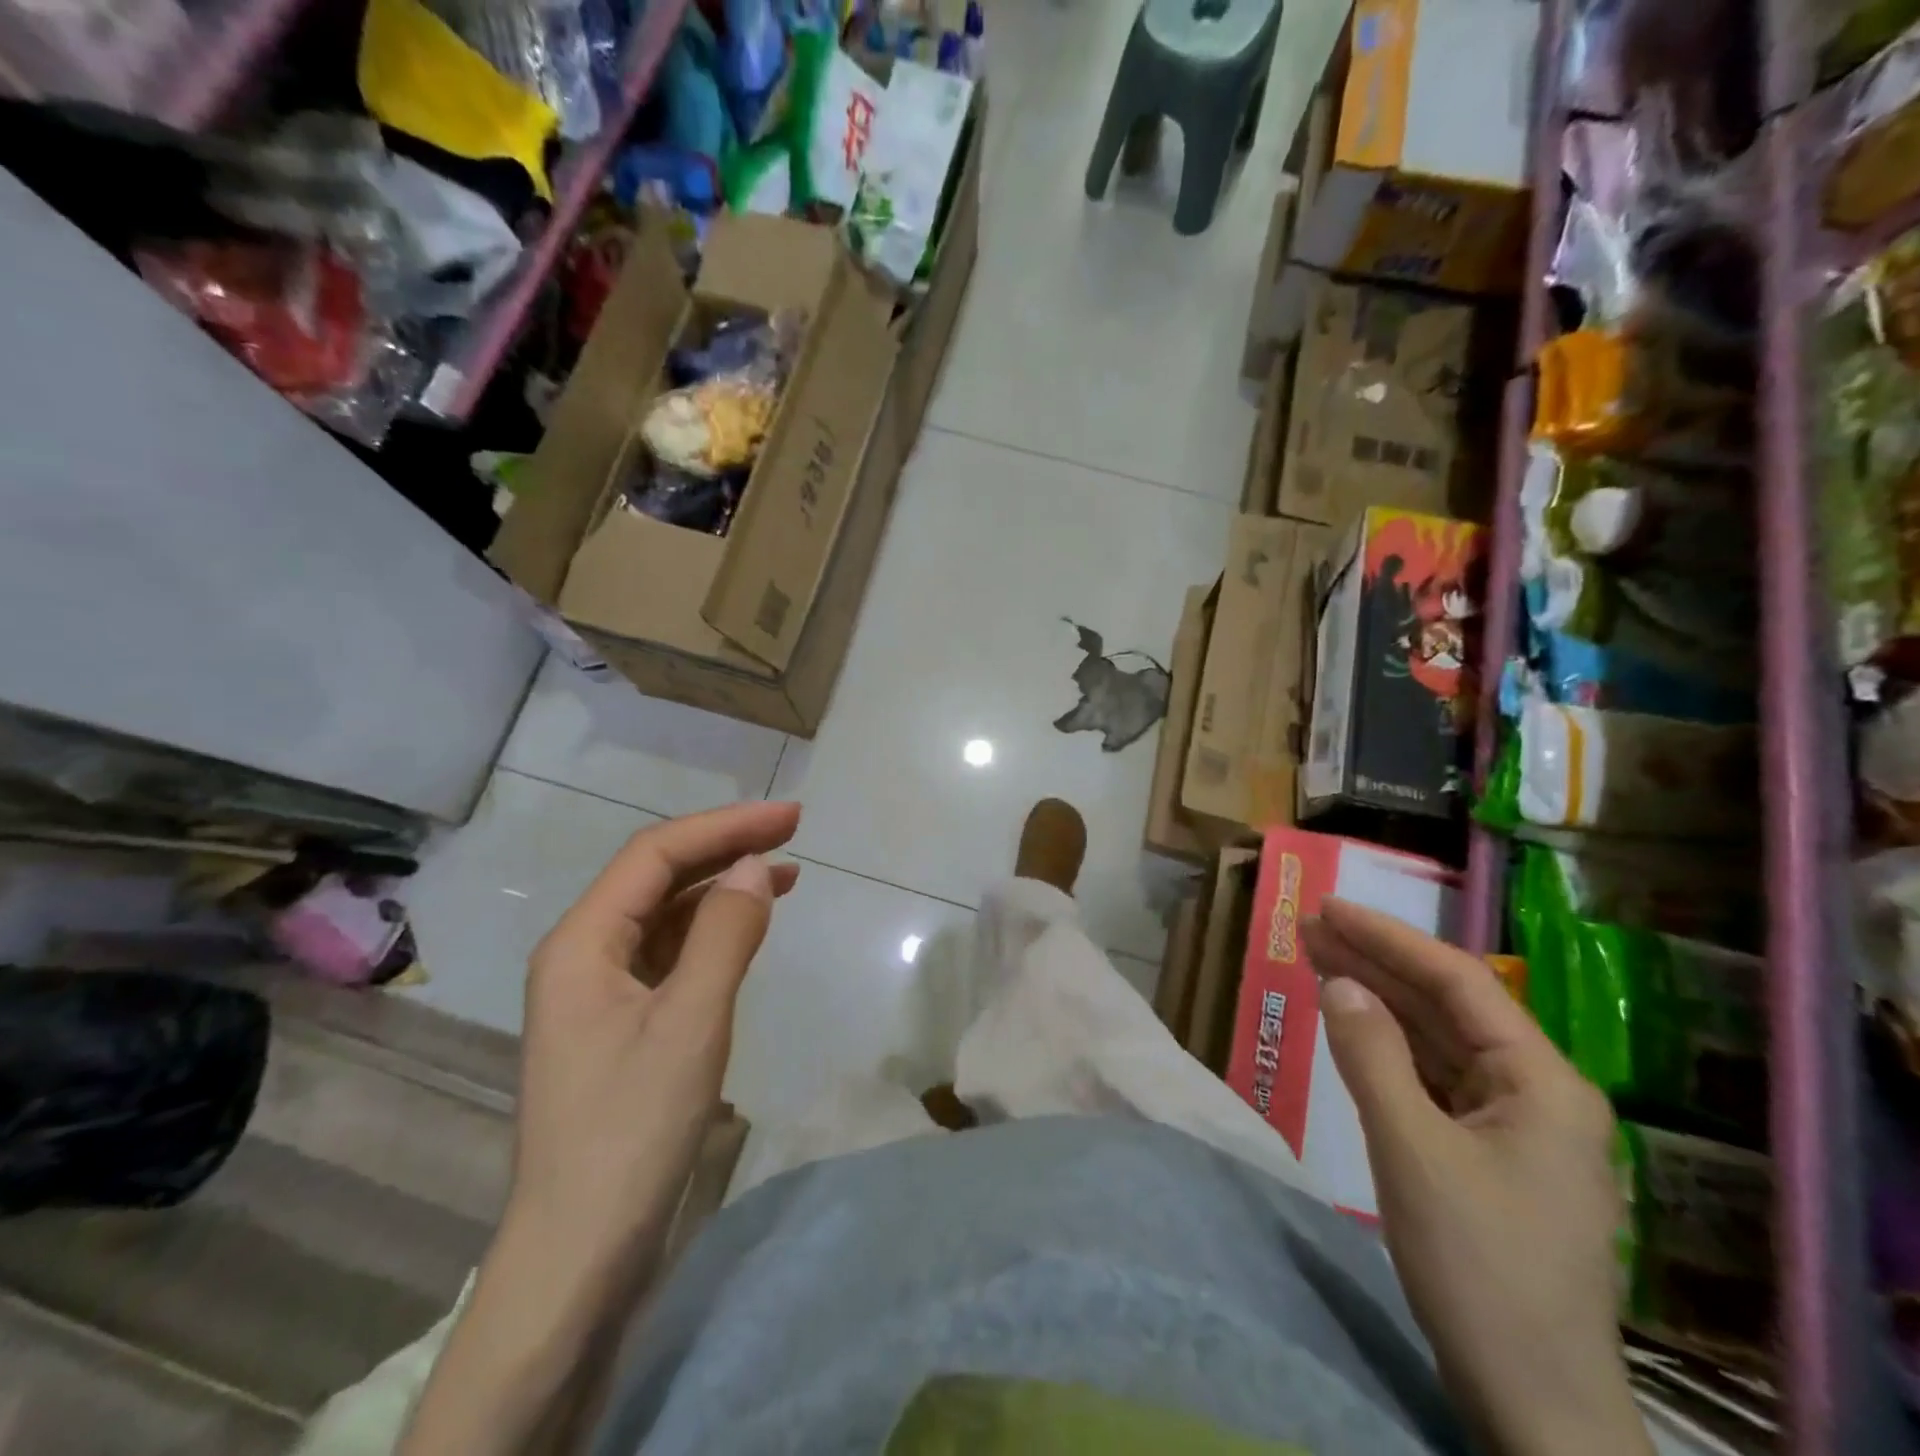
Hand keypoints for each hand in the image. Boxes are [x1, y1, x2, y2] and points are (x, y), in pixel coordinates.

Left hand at [398, 804, 799, 1455]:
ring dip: (722, 887)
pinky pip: (670, 953)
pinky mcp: (622, 1023)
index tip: (791, 818)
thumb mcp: (691, 1023)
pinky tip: (748, 928)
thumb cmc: (632, 1130)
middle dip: (725, 847)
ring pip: (665, 914)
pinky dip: (713, 931)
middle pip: (657, 876)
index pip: (656, 854)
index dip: (725, 826)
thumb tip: (756, 866)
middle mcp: (583, 954)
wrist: (580, 1252)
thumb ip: (724, 934)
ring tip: (785, 872)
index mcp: (582, 943)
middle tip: (793, 831)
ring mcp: (600, 991)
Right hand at [1303, 899, 1650, 1455]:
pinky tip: (1353, 1027)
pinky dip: (1390, 1048)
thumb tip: (1339, 983)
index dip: (1389, 938)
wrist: (1533, 1401)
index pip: (1458, 983)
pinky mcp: (1489, 1153)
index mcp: (1542, 1083)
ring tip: (1318, 959)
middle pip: (1447, 1006)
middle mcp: (1537, 1092)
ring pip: (1438, 1041)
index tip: (1329, 907)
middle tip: (1310, 926)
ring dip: (1380, 1001)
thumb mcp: (1412, 1151)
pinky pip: (1434, 1079)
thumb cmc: (1479, 1266)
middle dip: (1377, 963)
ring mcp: (1516, 1125)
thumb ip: (1372, 1057)